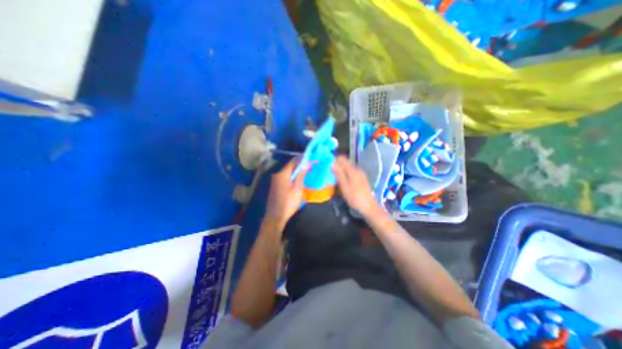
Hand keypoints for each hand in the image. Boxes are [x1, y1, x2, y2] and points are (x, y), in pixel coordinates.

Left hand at [265, 158, 308, 228]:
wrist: (275, 217)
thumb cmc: (288, 202)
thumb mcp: (297, 188)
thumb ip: (301, 175)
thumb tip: (306, 163)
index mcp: (282, 173)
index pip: (293, 161)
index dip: (303, 159)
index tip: (311, 159)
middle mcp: (277, 174)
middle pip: (290, 166)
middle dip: (300, 165)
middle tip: (310, 166)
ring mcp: (275, 180)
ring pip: (288, 172)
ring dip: (297, 171)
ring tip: (306, 172)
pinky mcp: (276, 186)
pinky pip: (285, 177)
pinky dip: (292, 177)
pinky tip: (298, 180)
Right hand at [330, 155, 379, 214]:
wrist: (368, 206)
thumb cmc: (354, 196)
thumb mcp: (344, 185)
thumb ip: (339, 173)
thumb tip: (332, 163)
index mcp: (352, 170)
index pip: (342, 159)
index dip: (334, 161)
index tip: (328, 167)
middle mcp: (357, 169)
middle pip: (345, 163)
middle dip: (337, 166)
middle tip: (330, 174)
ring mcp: (360, 174)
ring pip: (348, 168)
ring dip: (341, 171)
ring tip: (335, 179)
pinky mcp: (361, 179)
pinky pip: (351, 173)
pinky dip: (346, 175)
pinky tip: (343, 183)